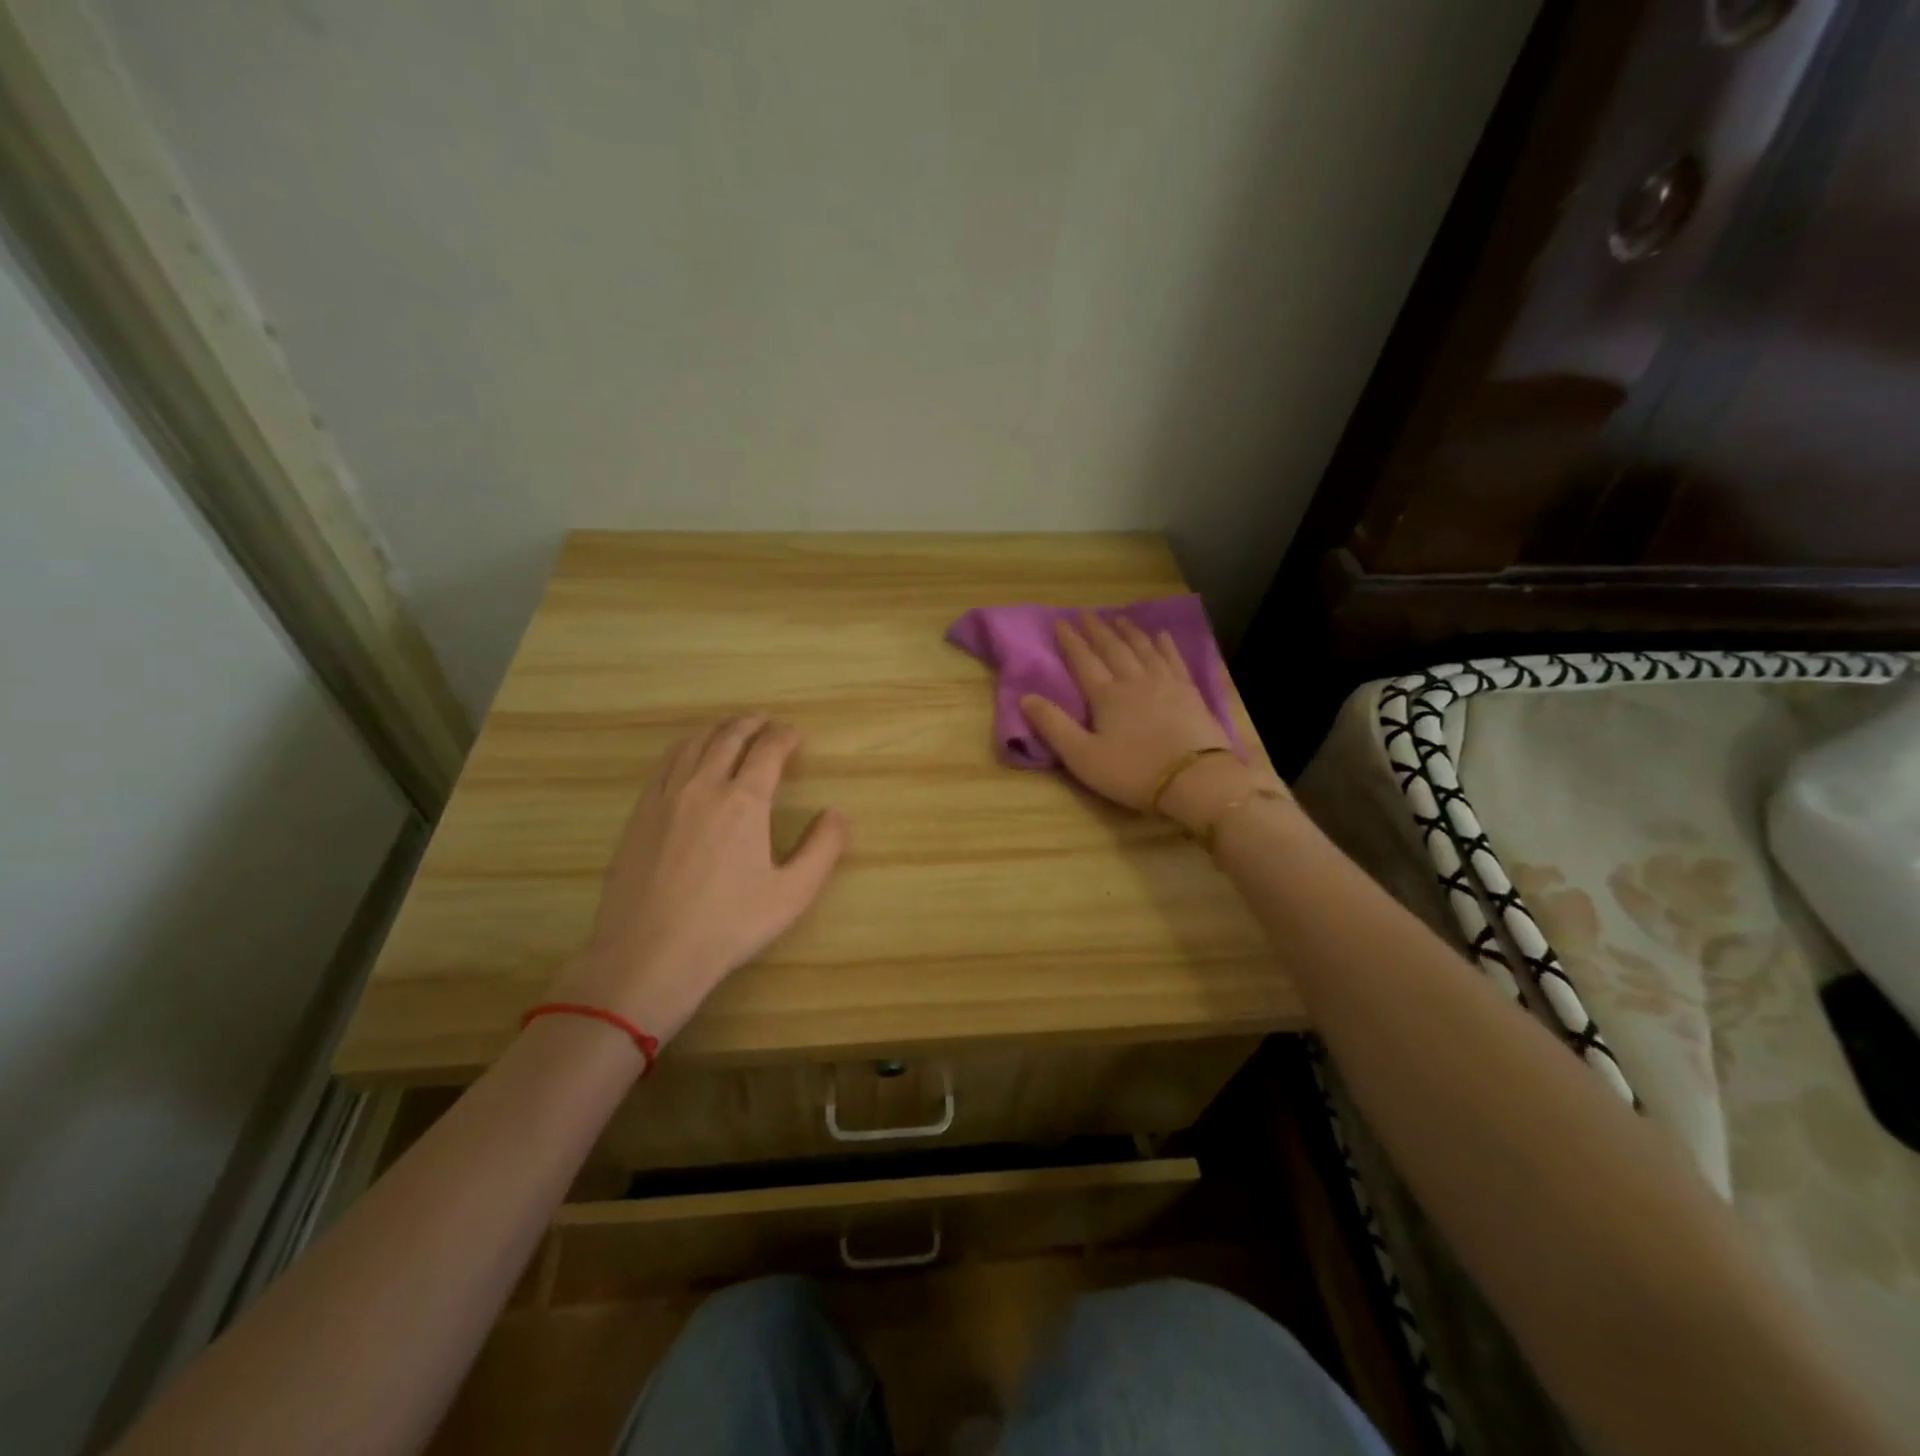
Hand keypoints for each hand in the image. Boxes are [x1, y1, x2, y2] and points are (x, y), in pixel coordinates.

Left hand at [548, 717, 847, 1044]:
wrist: (649, 954)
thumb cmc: (728, 925)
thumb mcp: (792, 894)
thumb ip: (823, 849)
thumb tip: (838, 813)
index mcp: (745, 801)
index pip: (768, 750)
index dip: (785, 736)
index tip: (796, 736)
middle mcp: (704, 786)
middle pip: (729, 737)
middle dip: (752, 724)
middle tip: (767, 722)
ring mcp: (666, 797)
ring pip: (693, 744)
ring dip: (718, 730)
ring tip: (731, 729)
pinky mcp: (640, 813)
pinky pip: (665, 764)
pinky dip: (685, 747)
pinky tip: (688, 756)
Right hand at [1020, 613, 1275, 833]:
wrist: (1195, 780)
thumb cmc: (1133, 771)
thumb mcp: (1083, 756)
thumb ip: (1054, 726)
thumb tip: (1025, 697)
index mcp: (1106, 696)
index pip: (1084, 662)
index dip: (1070, 642)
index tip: (1060, 623)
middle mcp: (1134, 681)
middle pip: (1113, 649)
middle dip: (1098, 631)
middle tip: (1087, 614)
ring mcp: (1166, 684)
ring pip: (1143, 649)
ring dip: (1129, 632)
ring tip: (1119, 618)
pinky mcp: (1190, 693)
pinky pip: (1174, 660)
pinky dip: (1165, 645)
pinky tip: (1162, 636)